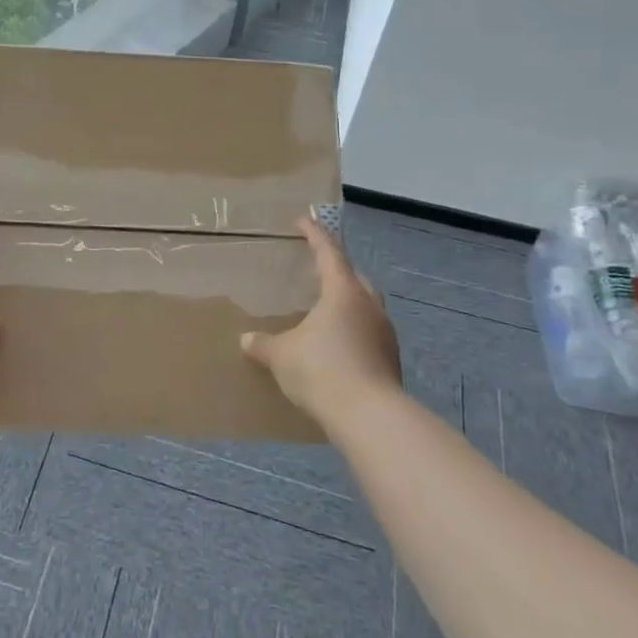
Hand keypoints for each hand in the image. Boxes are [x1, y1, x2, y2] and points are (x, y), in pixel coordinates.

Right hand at [241, 215, 400, 426]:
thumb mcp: (282, 355)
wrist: (369, 416)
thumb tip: (247, 340)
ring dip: (347, 303)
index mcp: (343, 292)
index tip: (303, 221)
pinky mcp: (390, 359)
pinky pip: (369, 333)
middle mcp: (368, 305)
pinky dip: (353, 331)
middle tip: (316, 270)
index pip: (328, 253)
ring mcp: (384, 333)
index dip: (314, 234)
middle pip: (354, 277)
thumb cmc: (322, 370)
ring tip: (325, 311)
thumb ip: (264, 344)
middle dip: (336, 270)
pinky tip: (337, 346)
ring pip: (365, 306)